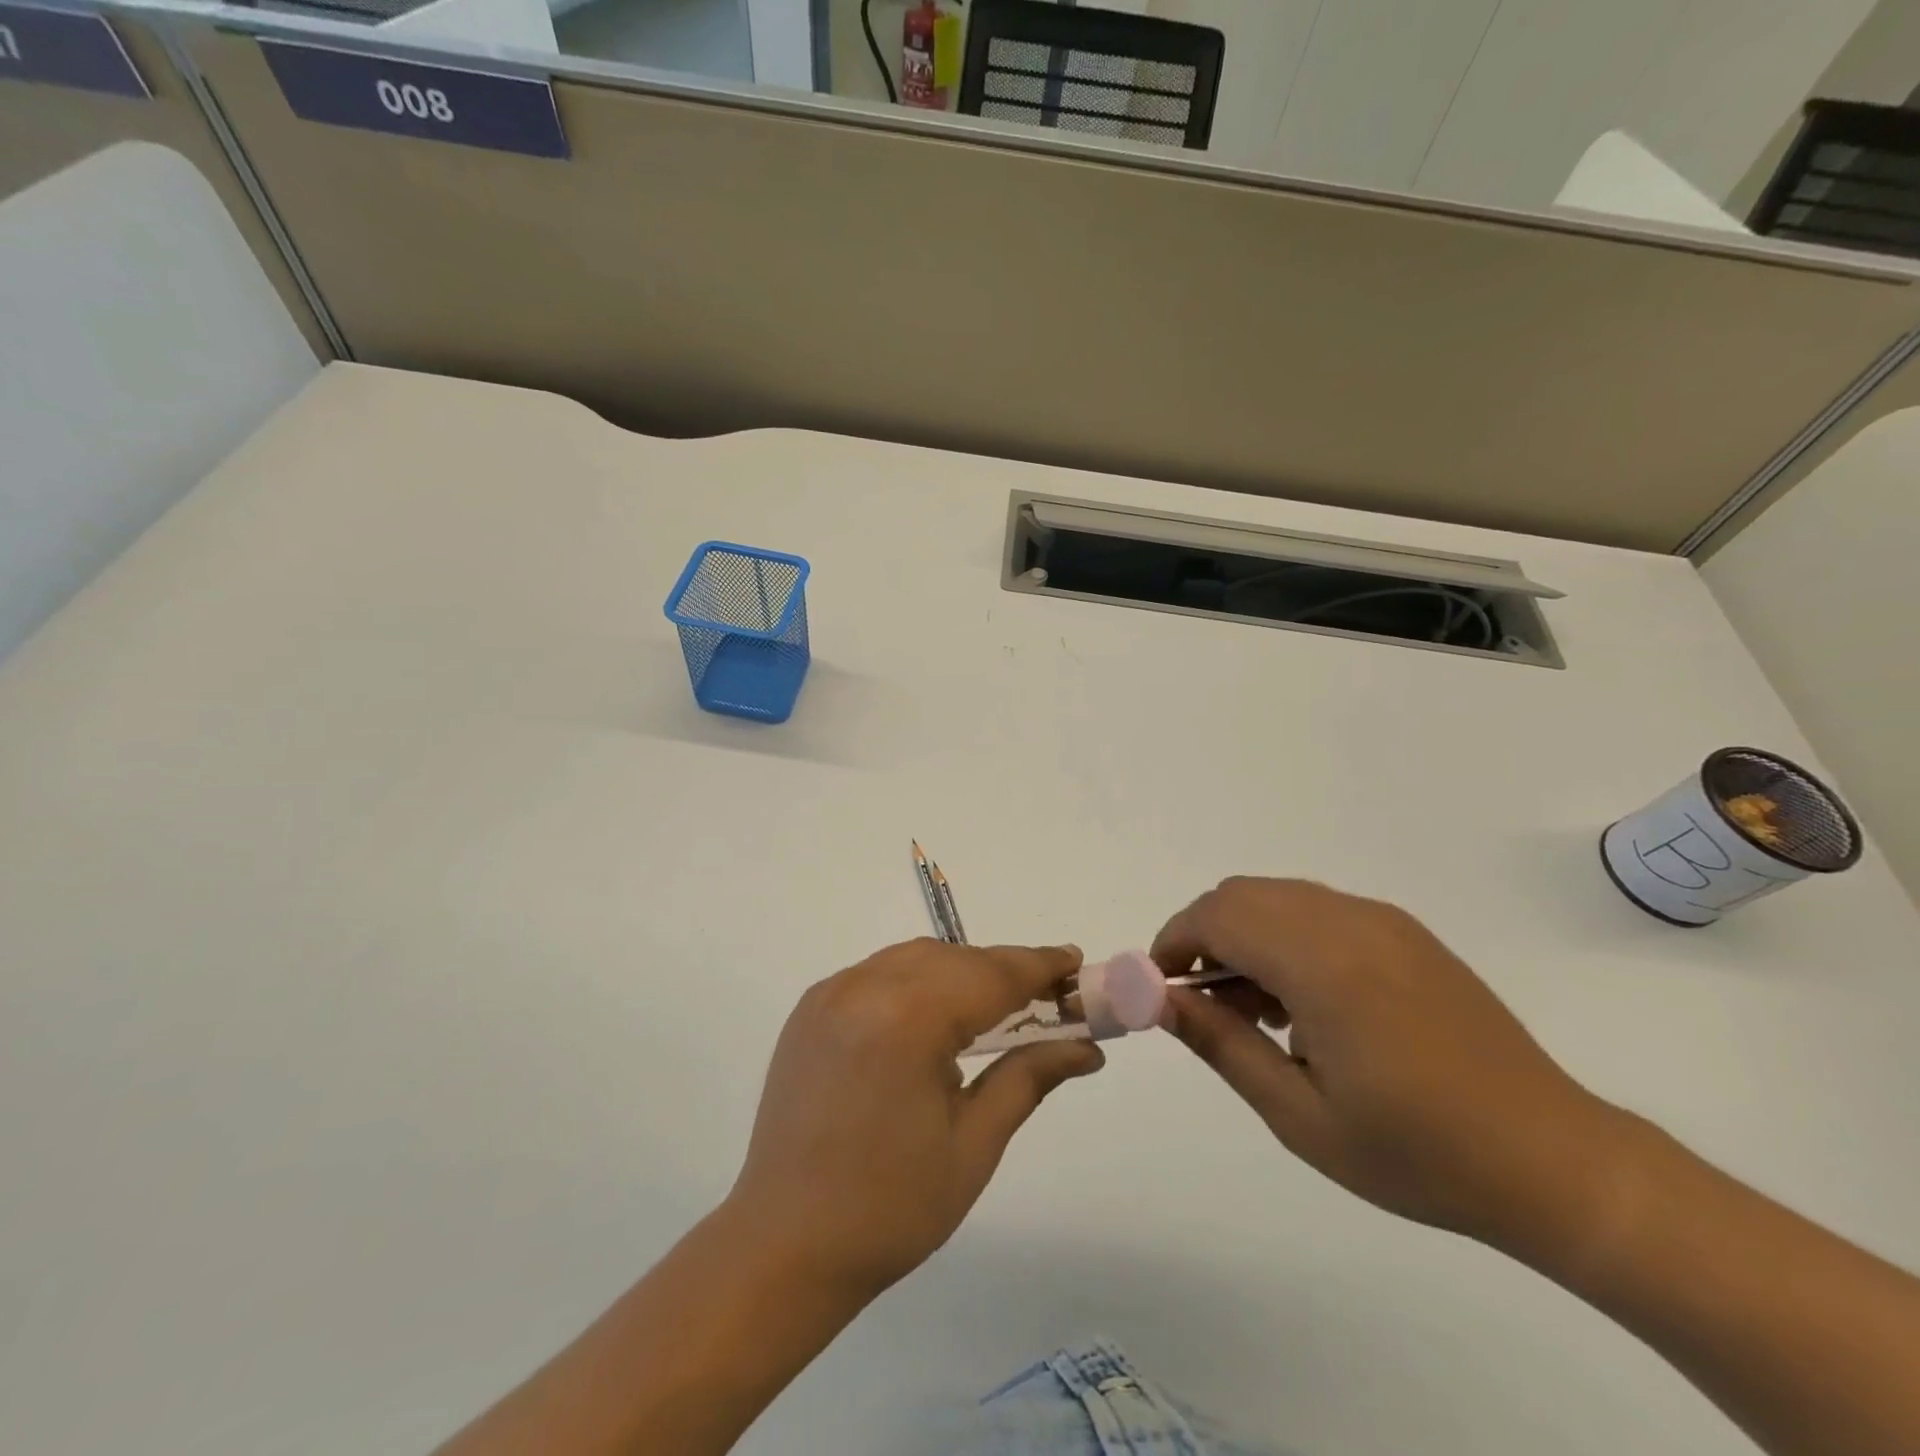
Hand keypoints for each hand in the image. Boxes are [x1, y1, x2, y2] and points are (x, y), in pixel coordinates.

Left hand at [725, 939, 1102, 1303]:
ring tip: (995, 1006)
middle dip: (1003, 971)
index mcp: (906, 1022)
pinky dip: (918, 980)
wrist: (784, 1246)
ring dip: (961, 971)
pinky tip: (935, 1015)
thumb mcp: (974, 1144)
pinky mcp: (811, 1007)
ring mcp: (831, 993)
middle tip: (1046, 995)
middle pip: (953, 959)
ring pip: (915, 958)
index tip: (1075, 962)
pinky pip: (879, 973)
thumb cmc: (891, 1208)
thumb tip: (1087, 1047)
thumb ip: (1029, 1077)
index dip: (1038, 966)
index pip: (989, 975)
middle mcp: (863, 988)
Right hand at [1152, 878, 1635, 1254]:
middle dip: (1203, 935)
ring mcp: (1383, 921)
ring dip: (1243, 933)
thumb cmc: (1416, 1152)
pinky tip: (1303, 1000)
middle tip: (1203, 1001)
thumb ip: (1221, 1044)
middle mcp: (1350, 922)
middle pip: (1241, 895)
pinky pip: (1317, 909)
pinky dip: (1283, 935)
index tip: (1160, 986)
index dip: (1174, 942)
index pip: (1217, 917)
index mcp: (1324, 965)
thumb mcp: (1299, 1115)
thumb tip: (1161, 999)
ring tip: (1254, 1009)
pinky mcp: (1405, 931)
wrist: (1551, 1160)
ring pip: (1277, 897)